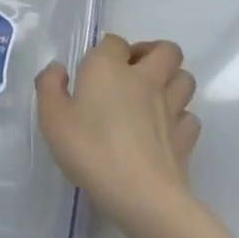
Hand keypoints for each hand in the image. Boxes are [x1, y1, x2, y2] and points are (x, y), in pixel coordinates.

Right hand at [37, 34, 199, 231]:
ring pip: (185, 78)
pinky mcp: (185, 138)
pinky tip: (163, 129)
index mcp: (109, 67)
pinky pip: (189, 116)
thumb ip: (49, 86)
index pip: (115, 42)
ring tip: (150, 96)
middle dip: (151, 53)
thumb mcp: (52, 117)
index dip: (106, 51)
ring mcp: (170, 108)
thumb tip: (59, 70)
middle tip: (131, 71)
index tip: (92, 72)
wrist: (141, 195)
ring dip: (170, 81)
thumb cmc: (91, 149)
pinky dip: (179, 117)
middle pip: (166, 50)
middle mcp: (145, 79)